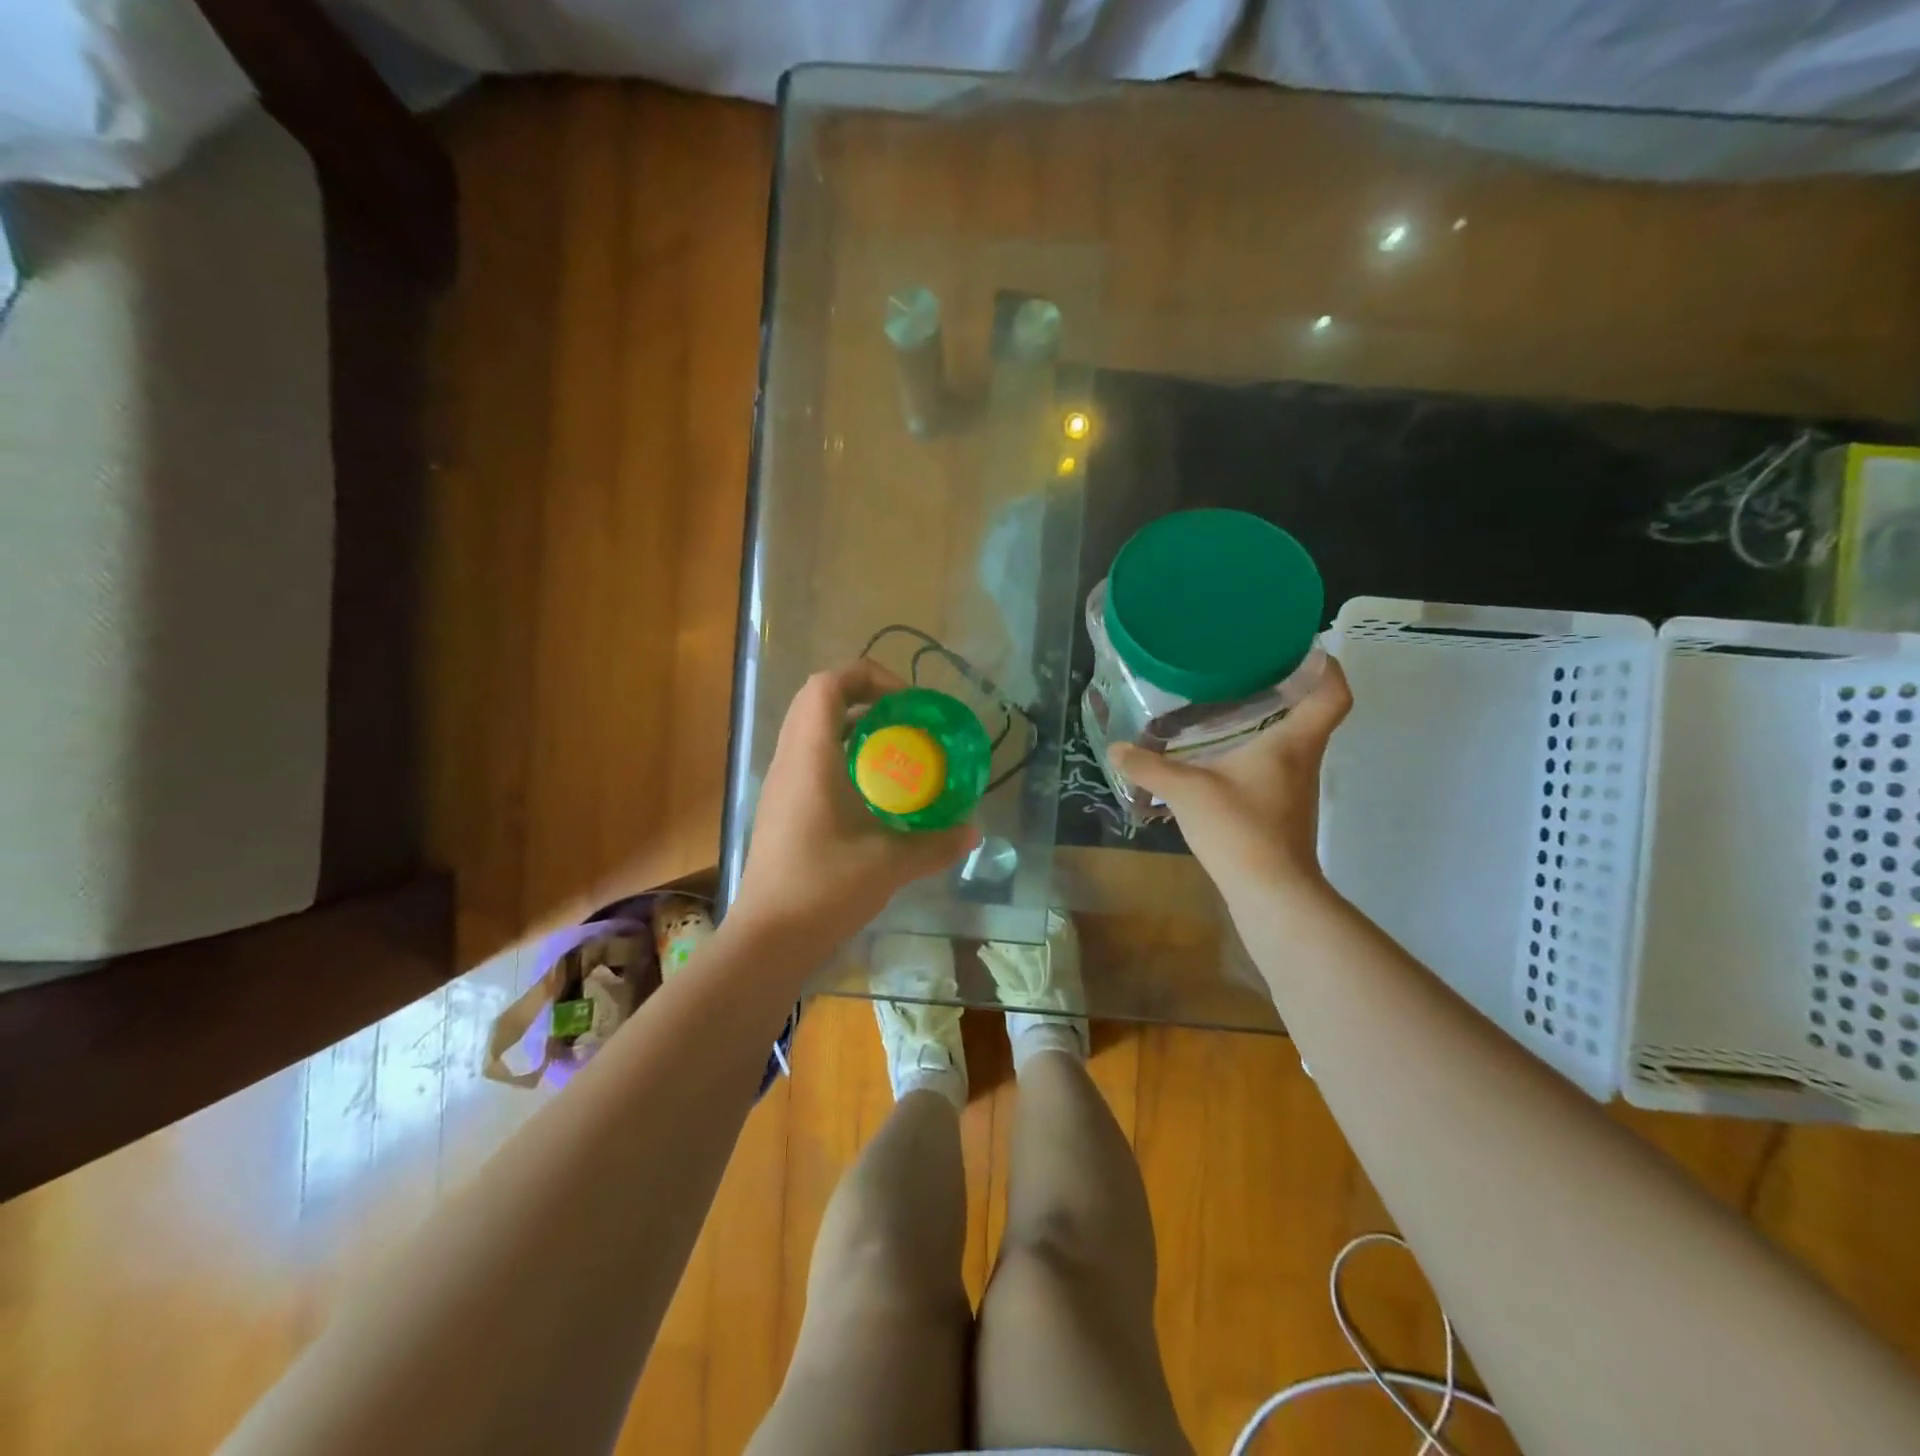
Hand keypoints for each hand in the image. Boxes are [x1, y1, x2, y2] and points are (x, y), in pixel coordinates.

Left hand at [733, 661, 980, 949]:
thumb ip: (934, 845)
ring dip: (855, 729)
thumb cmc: (822, 890)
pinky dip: (845, 757)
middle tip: (908, 722)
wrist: (768, 939)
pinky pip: (812, 759)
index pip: (826, 686)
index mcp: (810, 759)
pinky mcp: (784, 808)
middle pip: (819, 701)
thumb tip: (973, 831)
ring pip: (813, 731)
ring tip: (898, 751)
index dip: (867, 677)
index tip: (908, 704)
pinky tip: (876, 791)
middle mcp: (790, 762)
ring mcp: (782, 785)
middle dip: (866, 699)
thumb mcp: (888, 865)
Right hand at [1109, 657, 1351, 911]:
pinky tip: (1217, 759)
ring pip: (1289, 742)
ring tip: (1225, 708)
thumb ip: (1149, 768)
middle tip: (1244, 670)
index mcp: (1293, 742)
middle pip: (1310, 713)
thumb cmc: (1240, 828)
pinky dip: (1251, 755)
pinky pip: (1272, 768)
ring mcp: (1295, 788)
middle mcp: (1302, 759)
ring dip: (1265, 723)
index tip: (1300, 647)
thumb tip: (1116, 749)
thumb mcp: (1186, 791)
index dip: (1324, 666)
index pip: (1332, 693)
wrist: (1270, 892)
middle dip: (1284, 688)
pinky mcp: (1281, 810)